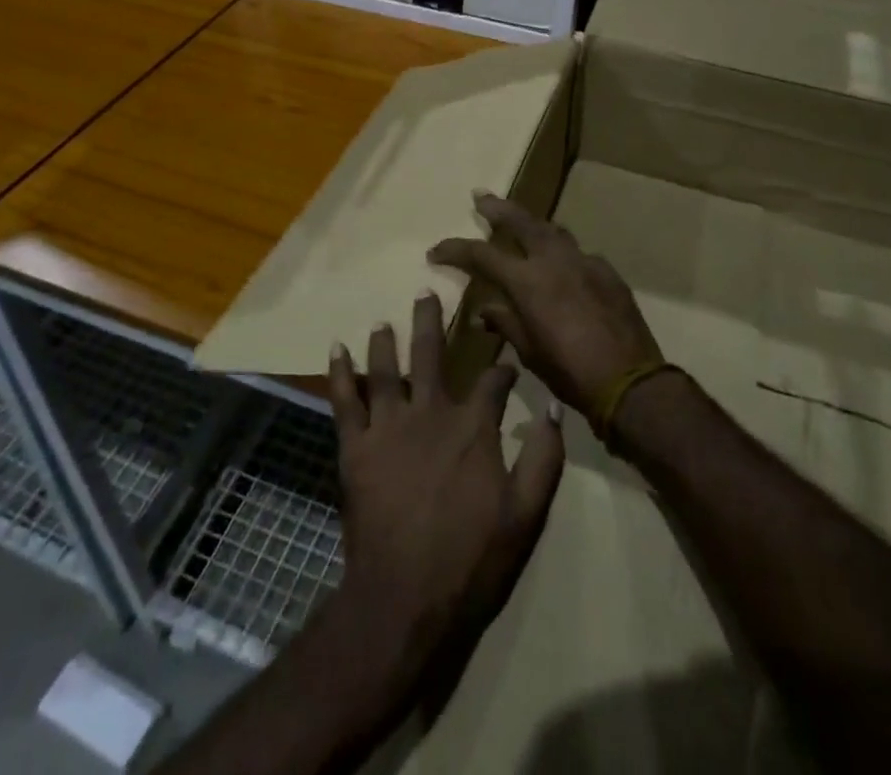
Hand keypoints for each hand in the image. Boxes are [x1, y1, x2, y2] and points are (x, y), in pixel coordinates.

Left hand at [328, 291, 564, 665]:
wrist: (405, 598)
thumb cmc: (471, 558)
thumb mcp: (525, 514)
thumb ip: (543, 459)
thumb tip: (555, 411)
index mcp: (472, 426)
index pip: (491, 381)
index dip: (501, 368)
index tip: (506, 362)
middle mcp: (430, 412)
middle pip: (431, 354)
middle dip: (431, 321)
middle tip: (426, 292)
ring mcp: (389, 426)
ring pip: (386, 369)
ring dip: (385, 341)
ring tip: (383, 321)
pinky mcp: (356, 446)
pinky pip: (344, 400)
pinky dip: (339, 372)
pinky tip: (335, 349)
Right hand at [428, 193, 661, 420]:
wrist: (630, 382)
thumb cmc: (571, 372)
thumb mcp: (529, 352)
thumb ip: (505, 323)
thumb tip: (483, 311)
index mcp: (528, 281)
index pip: (482, 254)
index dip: (456, 249)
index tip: (436, 251)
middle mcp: (554, 261)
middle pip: (521, 221)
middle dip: (497, 208)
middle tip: (480, 196)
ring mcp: (584, 262)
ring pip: (553, 230)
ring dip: (532, 223)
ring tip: (519, 220)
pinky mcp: (607, 272)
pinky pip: (579, 254)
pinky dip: (562, 253)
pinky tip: (561, 265)